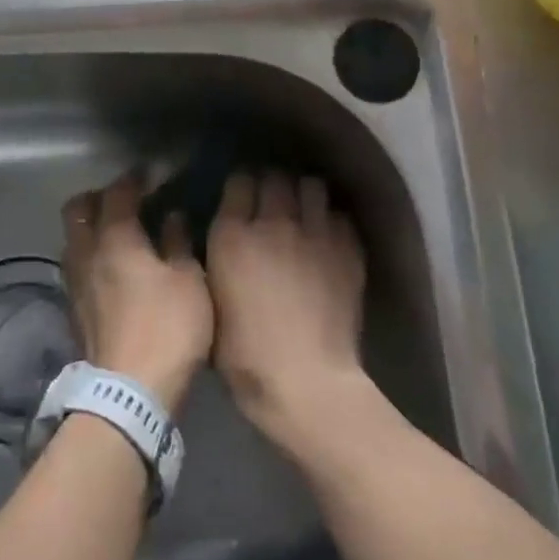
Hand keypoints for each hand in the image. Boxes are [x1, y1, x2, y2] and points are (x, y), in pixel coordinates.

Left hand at [60, 172, 212, 413]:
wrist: (129, 393)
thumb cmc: (167, 328)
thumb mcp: (188, 281)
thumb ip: (178, 242)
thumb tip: (172, 217)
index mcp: (115, 238)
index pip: (118, 193)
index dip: (134, 179)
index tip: (151, 174)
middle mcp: (86, 253)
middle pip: (77, 209)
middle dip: (98, 197)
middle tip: (125, 201)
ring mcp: (74, 282)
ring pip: (72, 239)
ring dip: (90, 228)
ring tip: (119, 234)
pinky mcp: (73, 309)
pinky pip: (76, 266)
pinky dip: (91, 256)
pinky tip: (113, 270)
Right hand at [205, 171, 369, 454]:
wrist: (306, 381)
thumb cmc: (245, 356)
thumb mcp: (211, 306)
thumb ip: (217, 265)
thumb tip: (224, 245)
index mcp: (232, 235)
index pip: (239, 182)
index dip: (241, 187)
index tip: (242, 197)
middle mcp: (273, 223)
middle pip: (276, 178)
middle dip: (273, 185)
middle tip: (273, 203)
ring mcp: (314, 233)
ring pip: (312, 187)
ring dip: (306, 196)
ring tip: (305, 212)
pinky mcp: (347, 249)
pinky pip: (340, 217)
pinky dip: (332, 222)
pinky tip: (329, 239)